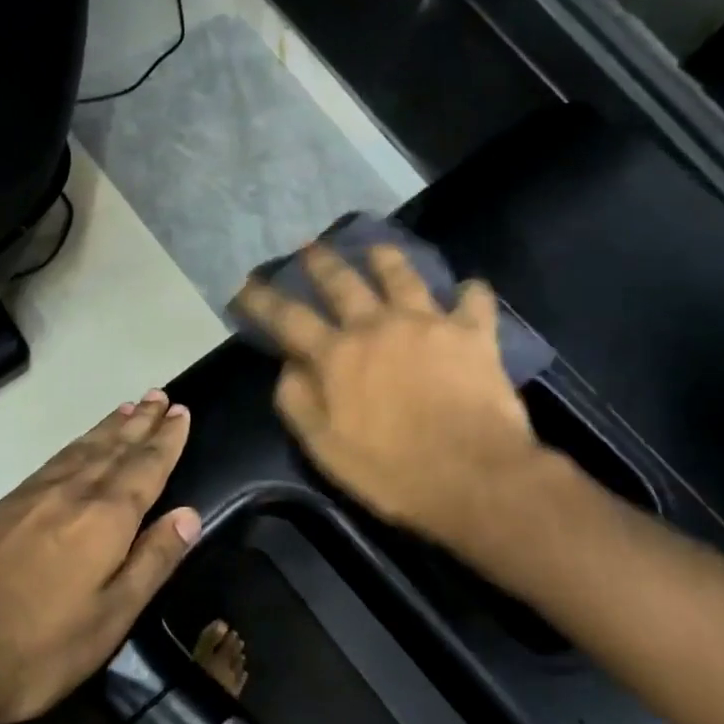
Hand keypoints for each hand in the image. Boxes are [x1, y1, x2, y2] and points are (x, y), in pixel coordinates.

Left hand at [0, 392, 199, 723]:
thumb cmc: (38, 649)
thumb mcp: (110, 618)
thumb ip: (152, 562)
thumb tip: (189, 515)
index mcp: (105, 519)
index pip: (146, 467)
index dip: (167, 439)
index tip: (182, 411)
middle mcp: (72, 493)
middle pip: (115, 447)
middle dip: (141, 421)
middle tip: (160, 394)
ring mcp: (33, 496)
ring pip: (82, 449)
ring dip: (110, 426)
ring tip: (128, 407)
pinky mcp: (4, 506)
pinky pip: (54, 460)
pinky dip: (77, 444)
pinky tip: (80, 446)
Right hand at [234, 244, 553, 553]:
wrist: (473, 476)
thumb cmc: (392, 471)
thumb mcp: (325, 448)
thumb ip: (298, 402)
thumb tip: (288, 366)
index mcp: (337, 356)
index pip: (289, 319)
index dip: (265, 300)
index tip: (248, 284)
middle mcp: (377, 326)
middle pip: (344, 283)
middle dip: (323, 263)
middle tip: (311, 247)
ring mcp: (427, 324)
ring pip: (403, 277)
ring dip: (387, 259)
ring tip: (378, 248)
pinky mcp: (472, 334)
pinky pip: (474, 301)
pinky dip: (471, 293)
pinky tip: (470, 288)